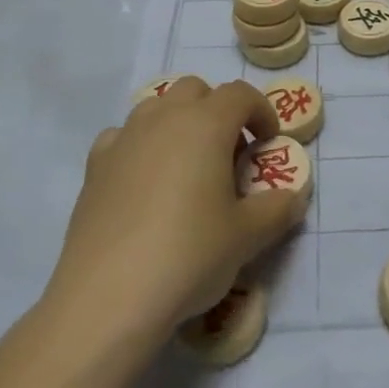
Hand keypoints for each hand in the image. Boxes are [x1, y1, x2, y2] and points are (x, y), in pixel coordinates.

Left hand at [38, 78, 305, 348]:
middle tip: (229, 152)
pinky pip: (123, 136)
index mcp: (206, 124)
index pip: (240, 94)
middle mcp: (164, 118)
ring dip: (178, 122)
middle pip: (196, 90)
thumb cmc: (188, 255)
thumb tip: (293, 197)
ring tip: (187, 165)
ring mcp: (125, 139)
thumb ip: (277, 210)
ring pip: (157, 106)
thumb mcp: (247, 237)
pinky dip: (140, 145)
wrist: (107, 298)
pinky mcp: (95, 167)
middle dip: (217, 110)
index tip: (268, 142)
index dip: (261, 111)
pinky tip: (144, 181)